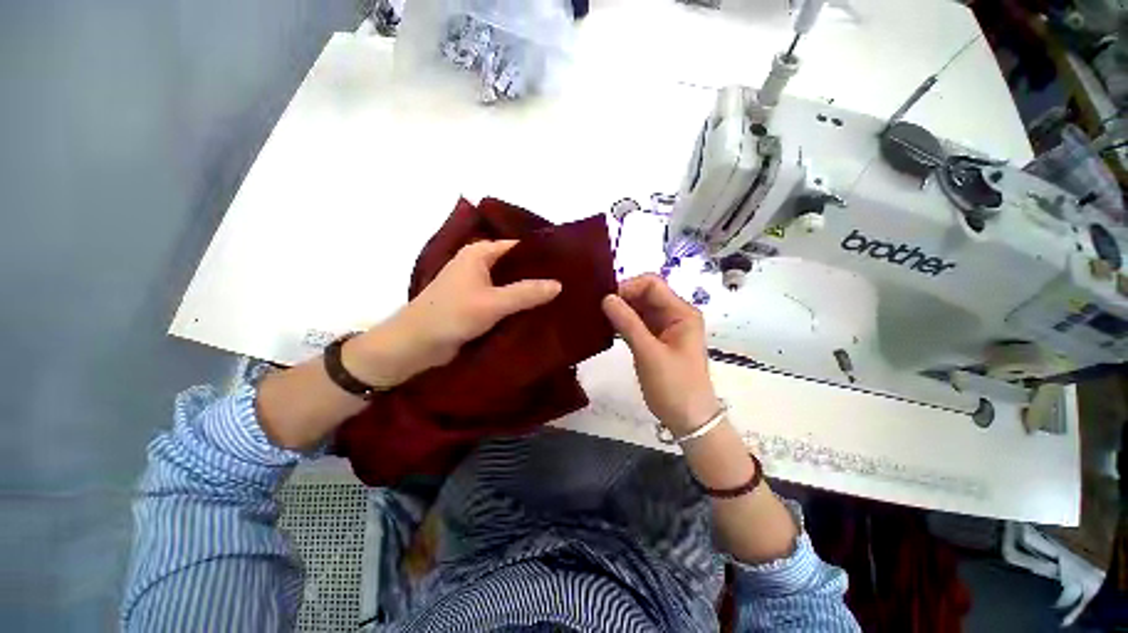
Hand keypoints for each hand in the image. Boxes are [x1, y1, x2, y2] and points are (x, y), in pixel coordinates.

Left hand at [345, 240, 561, 387]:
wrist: (415, 345)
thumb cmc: (451, 315)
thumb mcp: (492, 303)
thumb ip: (526, 293)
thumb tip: (559, 284)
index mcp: (479, 253)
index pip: (518, 247)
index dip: (541, 255)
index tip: (566, 265)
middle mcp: (479, 264)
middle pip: (515, 265)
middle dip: (538, 275)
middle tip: (567, 283)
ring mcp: (477, 285)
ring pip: (510, 283)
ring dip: (528, 291)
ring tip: (559, 297)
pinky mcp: (477, 303)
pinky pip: (503, 299)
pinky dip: (518, 303)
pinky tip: (538, 311)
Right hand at [602, 274, 719, 434]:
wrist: (689, 420)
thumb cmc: (674, 386)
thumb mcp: (649, 354)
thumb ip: (628, 324)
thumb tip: (606, 298)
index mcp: (681, 313)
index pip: (652, 284)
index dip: (628, 287)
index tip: (605, 300)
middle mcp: (675, 315)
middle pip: (645, 294)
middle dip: (622, 298)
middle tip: (596, 308)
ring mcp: (665, 328)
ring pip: (639, 309)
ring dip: (620, 310)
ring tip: (597, 316)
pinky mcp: (656, 340)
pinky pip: (637, 323)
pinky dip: (623, 323)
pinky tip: (606, 327)